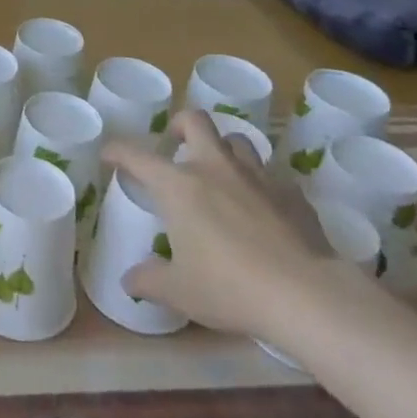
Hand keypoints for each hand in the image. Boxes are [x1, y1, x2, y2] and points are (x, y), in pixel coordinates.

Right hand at [105, 107, 333, 336]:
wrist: (307, 296)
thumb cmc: (230, 288)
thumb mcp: (180, 292)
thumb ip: (149, 281)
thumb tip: (129, 281)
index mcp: (178, 185)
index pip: (136, 154)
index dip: (117, 150)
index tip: (109, 154)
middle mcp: (214, 168)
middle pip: (195, 121)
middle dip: (179, 125)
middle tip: (174, 146)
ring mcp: (257, 177)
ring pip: (237, 141)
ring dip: (223, 150)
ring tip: (220, 174)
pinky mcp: (293, 195)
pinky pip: (272, 178)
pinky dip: (262, 186)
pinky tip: (263, 211)